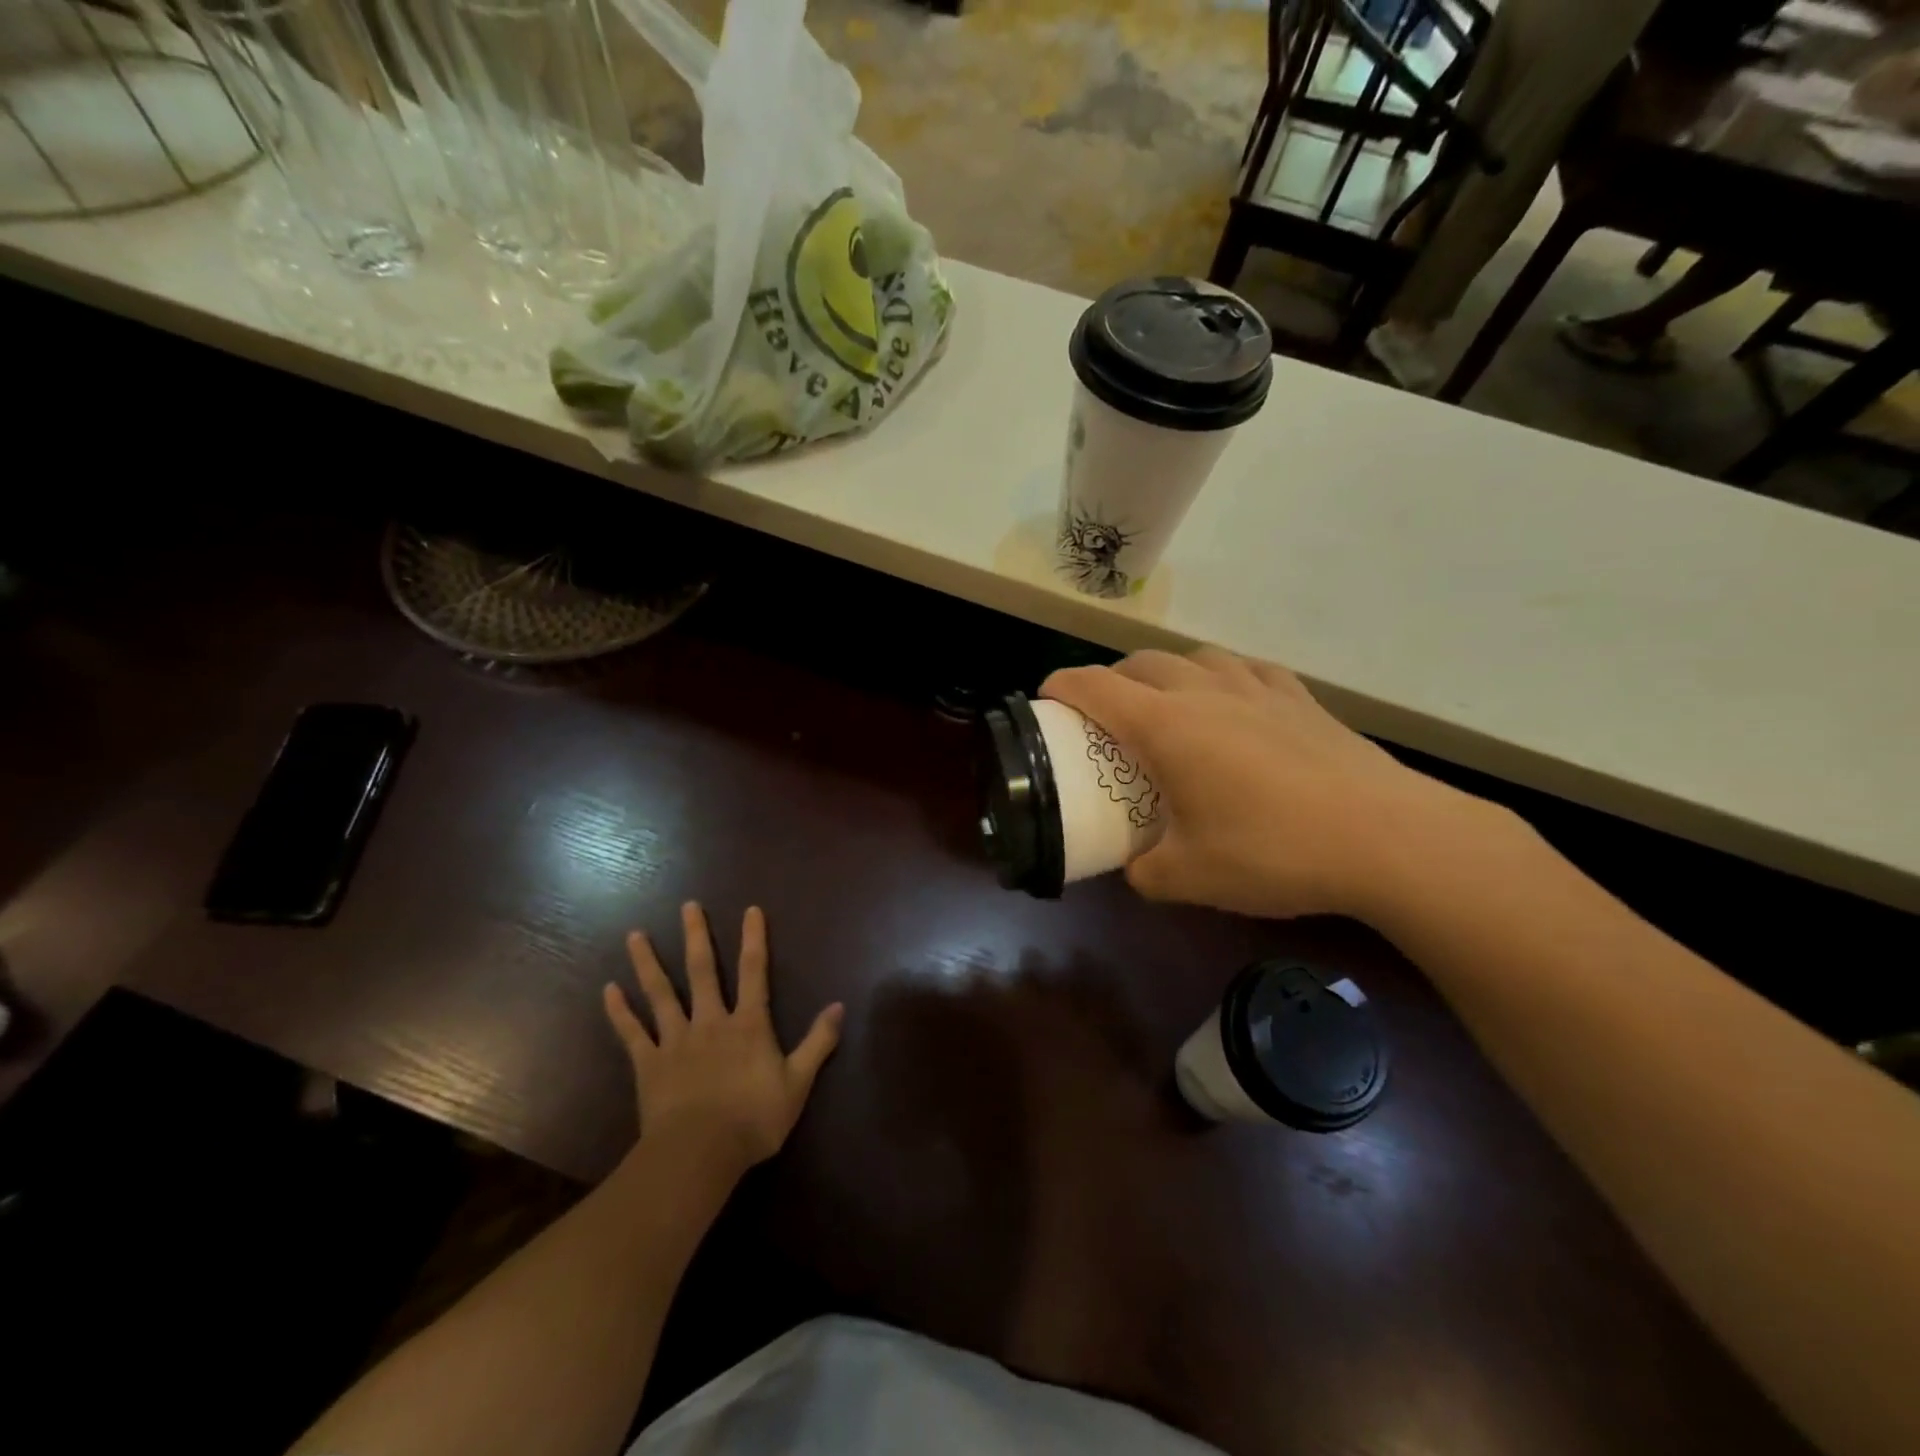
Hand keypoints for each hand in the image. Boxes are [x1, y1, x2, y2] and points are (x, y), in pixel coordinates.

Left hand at [603, 903, 842, 1177]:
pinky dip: (619, 1011)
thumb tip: (839, 1006)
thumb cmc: (753, 1118)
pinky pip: (631, 1033)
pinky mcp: (648, 1064)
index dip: (754, 939)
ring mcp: (674, 1041)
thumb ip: (818, 1042)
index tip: (750, 910)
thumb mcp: (798, 1083)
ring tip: (635, 935)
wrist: (699, 1154)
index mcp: (747, 1024)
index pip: (754, 971)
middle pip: (702, 971)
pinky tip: (609, 990)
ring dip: (648, 963)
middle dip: (696, 936)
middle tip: (687, 906)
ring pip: (660, 993)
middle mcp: (710, 1021)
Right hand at [1041, 648, 1489, 921]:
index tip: (1045, 699)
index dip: (1061, 686)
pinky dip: (1222, 679)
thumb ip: (1145, 871)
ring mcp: (1258, 689)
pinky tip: (1233, 703)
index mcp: (1166, 726)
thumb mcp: (1190, 878)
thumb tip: (1136, 866)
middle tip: (1103, 716)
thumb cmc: (1274, 851)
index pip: (1095, 687)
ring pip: (1193, 657)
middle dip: (1109, 680)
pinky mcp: (1301, 699)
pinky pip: (1246, 670)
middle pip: (1140, 663)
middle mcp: (1205, 693)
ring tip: (1165, 705)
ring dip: (1164, 672)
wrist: (1388, 838)